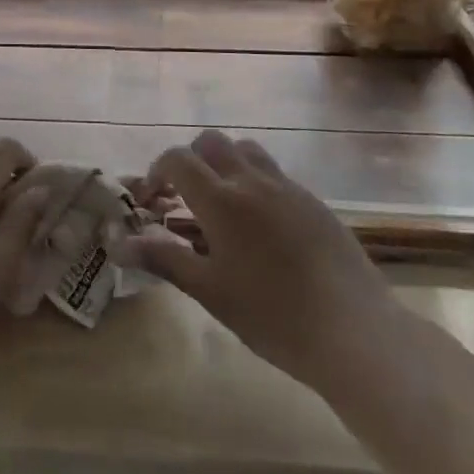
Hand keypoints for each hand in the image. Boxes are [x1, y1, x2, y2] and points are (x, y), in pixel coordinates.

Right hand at [129, 131, 401, 389]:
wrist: (355, 330)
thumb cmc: (272, 315)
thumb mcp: (209, 291)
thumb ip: (164, 258)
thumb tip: (118, 244)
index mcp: (221, 200)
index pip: (177, 160)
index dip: (157, 173)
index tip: (151, 201)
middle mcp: (252, 181)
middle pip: (211, 142)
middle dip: (189, 160)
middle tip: (183, 198)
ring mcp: (287, 187)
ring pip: (246, 150)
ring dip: (224, 164)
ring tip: (222, 204)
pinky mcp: (314, 202)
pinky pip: (275, 174)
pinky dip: (255, 183)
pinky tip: (261, 226)